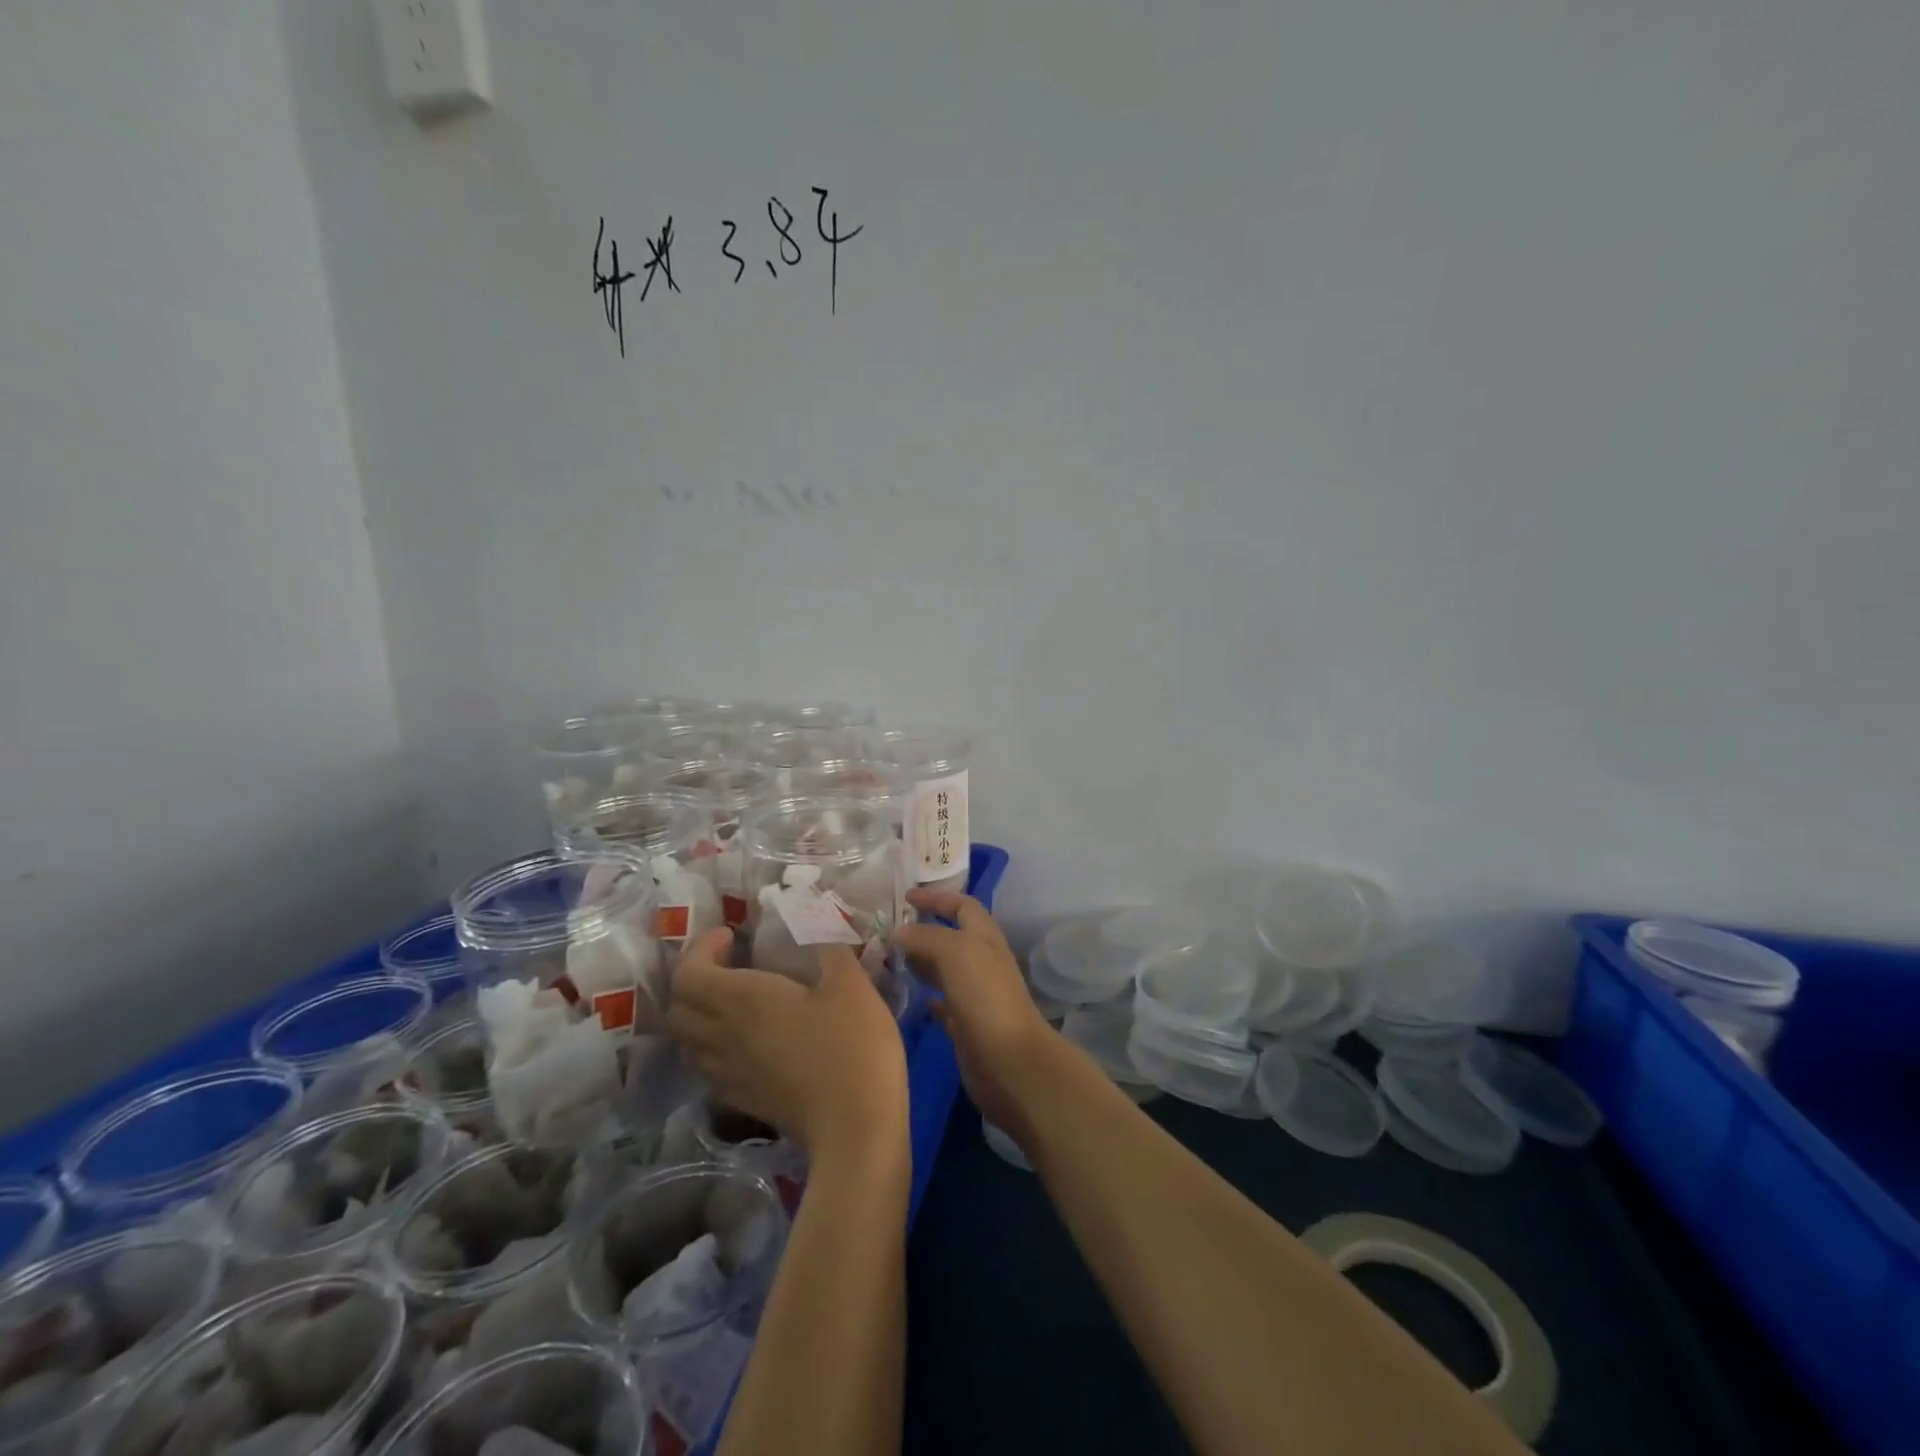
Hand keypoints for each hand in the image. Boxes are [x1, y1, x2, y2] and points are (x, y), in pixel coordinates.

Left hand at [667, 929, 909, 1171]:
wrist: (855, 1127)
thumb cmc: (851, 1045)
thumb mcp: (850, 982)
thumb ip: (829, 944)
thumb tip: (819, 916)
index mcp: (742, 1001)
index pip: (688, 973)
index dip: (700, 949)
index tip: (732, 935)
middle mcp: (722, 1036)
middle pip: (678, 1006)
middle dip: (695, 977)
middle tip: (729, 962)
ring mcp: (727, 1073)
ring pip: (687, 1038)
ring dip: (699, 1011)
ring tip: (733, 998)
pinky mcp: (741, 1099)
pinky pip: (707, 1064)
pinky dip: (712, 1042)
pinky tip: (746, 1038)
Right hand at [896, 890, 1058, 1140]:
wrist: (1010, 1062)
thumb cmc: (985, 997)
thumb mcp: (955, 952)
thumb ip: (926, 937)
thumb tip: (899, 932)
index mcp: (984, 937)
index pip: (962, 905)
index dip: (936, 898)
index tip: (905, 897)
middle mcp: (981, 961)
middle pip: (950, 937)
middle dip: (921, 931)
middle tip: (886, 933)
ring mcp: (974, 994)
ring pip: (943, 969)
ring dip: (919, 963)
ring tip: (886, 962)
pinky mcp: (966, 1025)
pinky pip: (942, 1004)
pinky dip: (925, 998)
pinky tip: (906, 998)